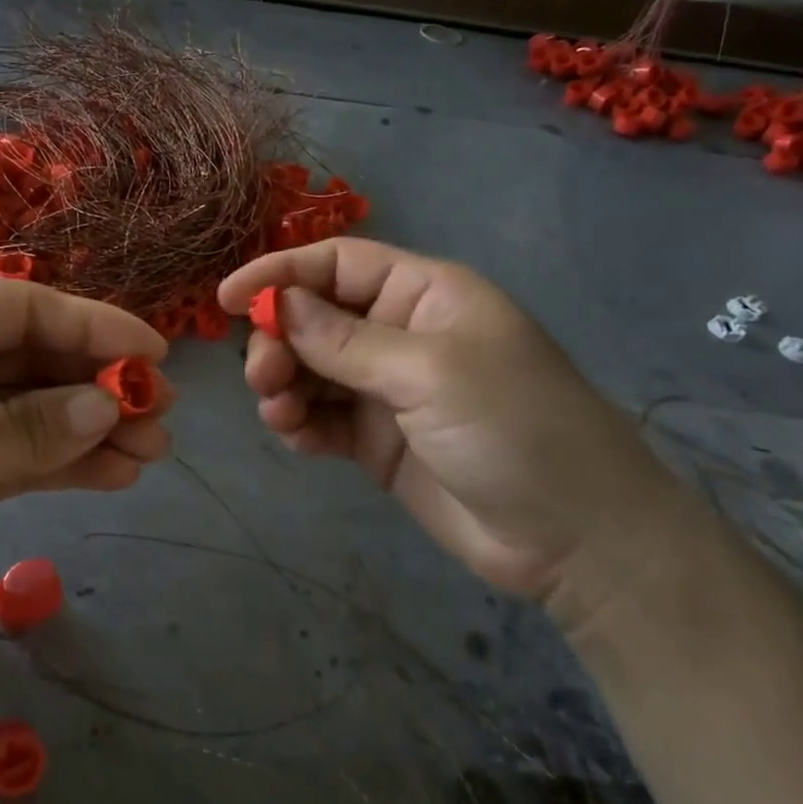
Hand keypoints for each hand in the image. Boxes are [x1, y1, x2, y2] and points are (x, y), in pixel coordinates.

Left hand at [0, 281, 172, 672]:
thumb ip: (24, 428)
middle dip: (98, 385)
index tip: (154, 354)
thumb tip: (109, 404)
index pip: (21, 309)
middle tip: (162, 414)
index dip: (92, 326)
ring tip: (152, 452)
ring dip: (90, 429)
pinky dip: (61, 465)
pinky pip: (16, 458)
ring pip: (32, 413)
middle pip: (33, 361)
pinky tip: (111, 474)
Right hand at [219, 238, 687, 600]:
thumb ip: (344, 340)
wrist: (574, 539)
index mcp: (424, 295)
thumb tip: (278, 304)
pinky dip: (299, 422)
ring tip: (279, 411)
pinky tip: (295, 436)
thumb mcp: (428, 372)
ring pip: (311, 369)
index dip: (281, 273)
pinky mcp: (376, 439)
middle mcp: (400, 334)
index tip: (228, 298)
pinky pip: (321, 417)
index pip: (338, 264)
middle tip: (265, 375)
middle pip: (315, 317)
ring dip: (283, 383)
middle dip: (280, 340)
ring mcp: (387, 389)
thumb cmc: (514, 428)